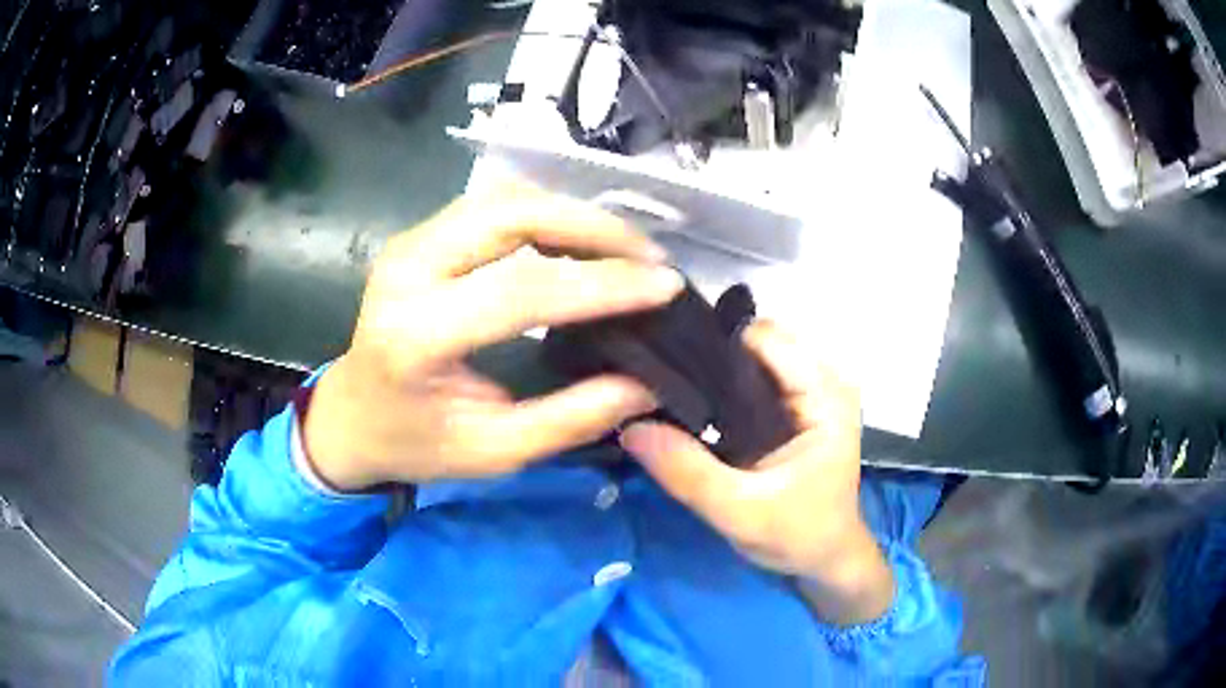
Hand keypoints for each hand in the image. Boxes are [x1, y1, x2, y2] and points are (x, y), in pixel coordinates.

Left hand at [303, 184, 683, 490]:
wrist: (350, 416)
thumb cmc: (414, 444)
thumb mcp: (493, 451)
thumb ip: (571, 419)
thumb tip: (649, 385)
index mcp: (416, 336)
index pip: (522, 291)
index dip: (603, 284)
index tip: (666, 286)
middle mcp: (406, 272)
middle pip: (512, 217)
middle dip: (593, 227)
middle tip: (650, 257)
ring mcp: (408, 245)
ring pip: (504, 199)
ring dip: (573, 214)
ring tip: (626, 248)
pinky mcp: (417, 237)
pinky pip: (492, 205)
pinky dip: (546, 214)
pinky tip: (579, 238)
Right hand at [619, 321, 893, 624]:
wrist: (825, 559)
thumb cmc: (797, 536)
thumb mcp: (739, 512)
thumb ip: (687, 471)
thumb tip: (629, 426)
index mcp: (825, 395)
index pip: (763, 338)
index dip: (712, 343)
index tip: (662, 362)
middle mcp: (823, 379)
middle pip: (756, 339)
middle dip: (708, 355)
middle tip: (655, 381)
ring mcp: (811, 390)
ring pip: (752, 355)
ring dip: (712, 370)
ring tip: (666, 391)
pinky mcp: (797, 405)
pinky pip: (754, 377)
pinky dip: (722, 386)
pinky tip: (691, 406)